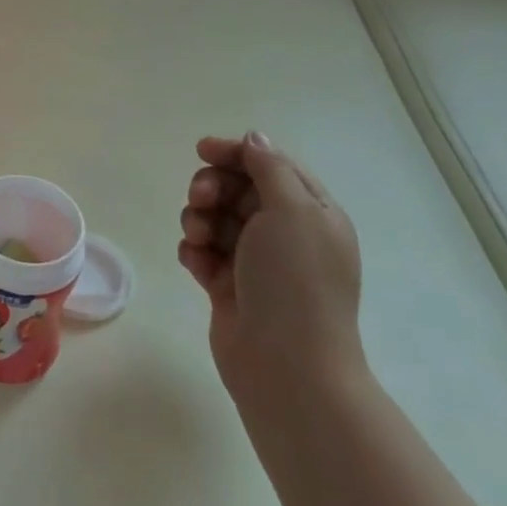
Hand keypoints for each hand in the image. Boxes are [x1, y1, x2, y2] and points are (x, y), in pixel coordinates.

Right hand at [177, 133, 365, 422]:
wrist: (287, 367)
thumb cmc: (294, 281)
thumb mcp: (292, 210)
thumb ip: (269, 167)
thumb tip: (253, 138)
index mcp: (311, 212)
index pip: (270, 164)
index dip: (236, 153)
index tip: (202, 150)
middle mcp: (286, 233)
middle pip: (237, 188)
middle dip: (212, 187)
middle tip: (200, 200)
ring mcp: (256, 261)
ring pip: (214, 218)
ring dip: (199, 219)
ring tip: (198, 239)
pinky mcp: (229, 285)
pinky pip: (203, 252)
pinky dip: (194, 251)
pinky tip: (195, 264)